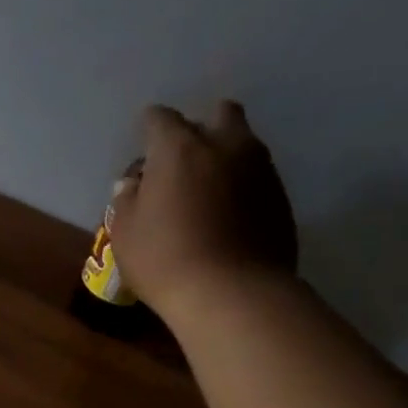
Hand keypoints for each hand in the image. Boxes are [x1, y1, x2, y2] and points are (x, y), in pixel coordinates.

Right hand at [106, 101, 297, 320]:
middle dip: (200, 128)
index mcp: (179, 148)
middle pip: (219, 114)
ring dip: (224, 155)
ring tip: (206, 188)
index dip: (148, 128)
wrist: (232, 292)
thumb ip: (127, 200)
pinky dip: (241, 184)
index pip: (160, 118)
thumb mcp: (125, 232)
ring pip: (243, 143)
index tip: (143, 146)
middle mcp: (225, 145)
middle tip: (182, 160)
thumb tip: (133, 183)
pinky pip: (257, 175)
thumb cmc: (164, 259)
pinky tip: (227, 213)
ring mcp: (260, 168)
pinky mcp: (282, 196)